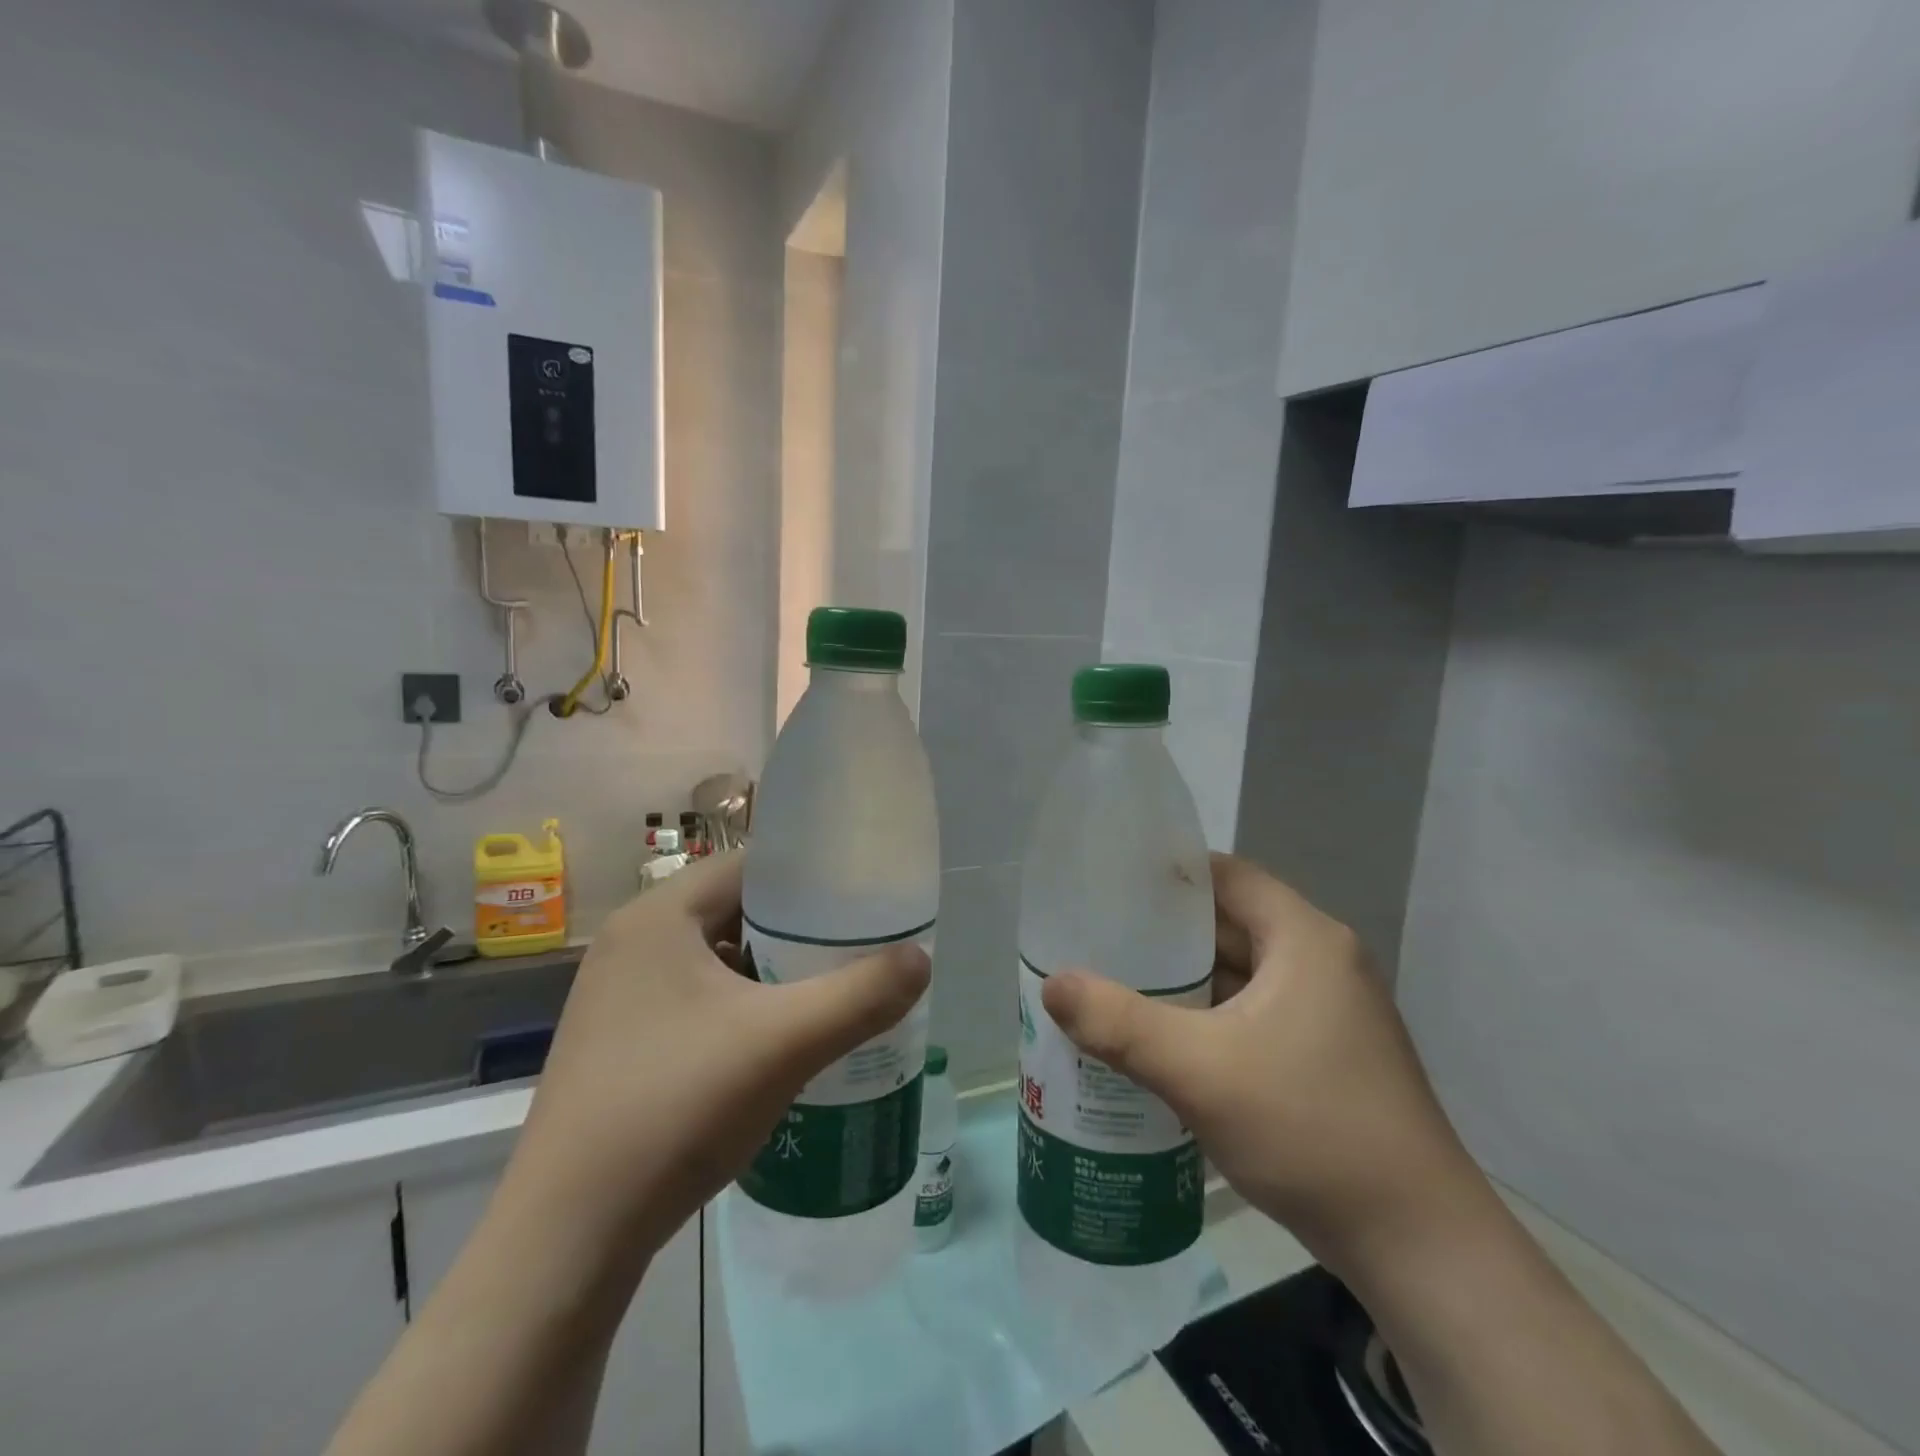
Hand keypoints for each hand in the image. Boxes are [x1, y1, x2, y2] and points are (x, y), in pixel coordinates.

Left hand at [502, 852, 930, 1267]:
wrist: (568, 1240)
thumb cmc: (675, 1108)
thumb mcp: (784, 1043)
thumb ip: (861, 995)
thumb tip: (922, 959)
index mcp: (658, 918)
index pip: (749, 865)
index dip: (809, 875)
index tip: (860, 897)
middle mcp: (632, 945)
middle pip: (736, 911)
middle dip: (797, 929)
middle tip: (856, 948)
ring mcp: (619, 998)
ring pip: (718, 960)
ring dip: (771, 972)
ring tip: (828, 992)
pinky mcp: (620, 1044)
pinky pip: (697, 1001)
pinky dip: (741, 1009)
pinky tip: (778, 1044)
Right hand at [1040, 853, 1484, 1270]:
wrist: (1419, 1246)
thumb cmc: (1310, 1129)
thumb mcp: (1199, 1071)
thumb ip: (1118, 1023)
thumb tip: (1052, 985)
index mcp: (1305, 939)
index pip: (1226, 876)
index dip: (1167, 874)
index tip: (1110, 885)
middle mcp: (1322, 962)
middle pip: (1230, 923)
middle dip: (1165, 933)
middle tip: (1098, 939)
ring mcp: (1329, 1012)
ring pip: (1240, 973)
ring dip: (1184, 980)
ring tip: (1115, 985)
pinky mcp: (1327, 1055)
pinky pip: (1253, 1013)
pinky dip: (1208, 1017)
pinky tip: (1162, 1040)